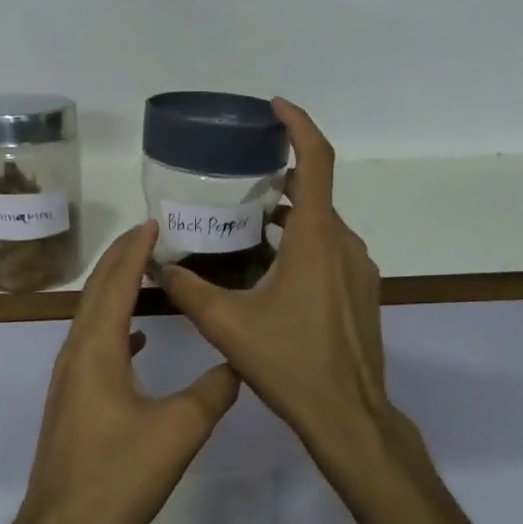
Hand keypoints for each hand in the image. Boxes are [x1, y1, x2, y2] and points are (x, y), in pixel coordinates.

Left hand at [12, 222, 240, 523]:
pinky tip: (136, 341)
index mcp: (97, 348)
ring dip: (115, 290)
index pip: (116, 283)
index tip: (151, 222)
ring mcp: (68, 378)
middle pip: (97, 292)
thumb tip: (237, 363)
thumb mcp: (178, 431)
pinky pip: (93, 347)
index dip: (134, 251)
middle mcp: (76, 353)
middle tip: (147, 234)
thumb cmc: (117, 475)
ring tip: (142, 274)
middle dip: (120, 259)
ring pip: (92, 318)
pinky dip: (114, 329)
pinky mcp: (71, 401)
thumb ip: (212, 392)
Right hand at [160, 100, 429, 492]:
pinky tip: (271, 269)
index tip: (275, 107)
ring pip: (322, 224)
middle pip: (315, 192)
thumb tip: (161, 268)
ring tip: (249, 221)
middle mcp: (342, 245)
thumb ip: (190, 291)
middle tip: (240, 178)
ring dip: (290, 214)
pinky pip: (330, 250)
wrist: (349, 416)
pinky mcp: (361, 293)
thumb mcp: (228, 326)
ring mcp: (358, 270)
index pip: (316, 161)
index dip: (299, 125)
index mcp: (314, 239)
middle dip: (281, 176)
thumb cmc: (291, 363)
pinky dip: (302, 242)